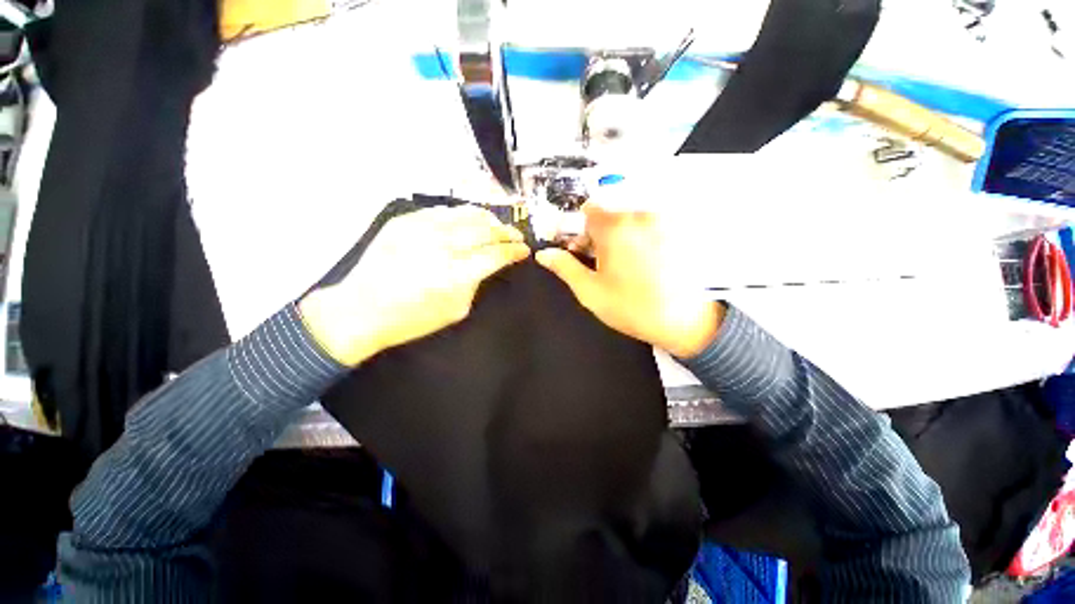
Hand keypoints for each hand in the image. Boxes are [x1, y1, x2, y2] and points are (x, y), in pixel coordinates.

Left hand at [299, 205, 529, 365]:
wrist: (361, 310)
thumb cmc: (412, 319)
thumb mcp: (456, 310)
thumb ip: (477, 284)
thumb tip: (490, 264)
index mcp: (455, 275)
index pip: (495, 254)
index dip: (514, 251)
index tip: (524, 250)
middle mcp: (440, 246)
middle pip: (484, 230)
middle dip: (506, 232)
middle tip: (516, 236)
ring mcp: (420, 229)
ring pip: (466, 214)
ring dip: (488, 218)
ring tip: (498, 225)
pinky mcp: (404, 221)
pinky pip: (442, 210)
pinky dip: (462, 214)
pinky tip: (469, 219)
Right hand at [535, 203, 722, 357]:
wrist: (683, 321)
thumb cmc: (631, 308)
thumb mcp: (590, 291)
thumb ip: (564, 267)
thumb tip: (544, 254)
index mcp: (615, 228)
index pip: (588, 211)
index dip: (582, 231)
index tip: (583, 250)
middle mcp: (640, 216)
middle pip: (610, 215)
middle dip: (601, 234)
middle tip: (604, 263)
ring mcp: (662, 221)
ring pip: (630, 220)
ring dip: (622, 236)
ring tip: (626, 266)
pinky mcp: (678, 231)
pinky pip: (649, 226)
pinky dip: (641, 238)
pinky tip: (645, 263)